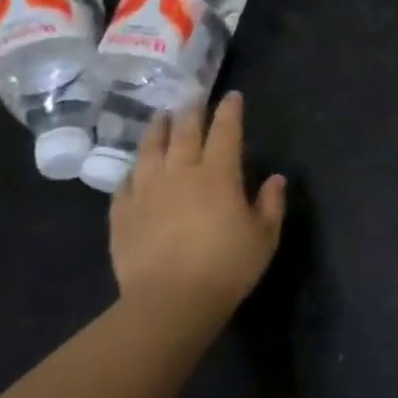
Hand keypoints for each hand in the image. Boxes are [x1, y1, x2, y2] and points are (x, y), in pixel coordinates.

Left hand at [108, 92, 286, 330]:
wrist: (170, 301)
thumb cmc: (227, 267)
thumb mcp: (264, 237)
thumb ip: (271, 204)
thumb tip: (275, 178)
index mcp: (218, 174)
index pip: (225, 130)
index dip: (230, 111)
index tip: (232, 97)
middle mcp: (180, 172)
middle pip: (184, 131)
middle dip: (191, 111)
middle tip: (193, 100)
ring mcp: (146, 190)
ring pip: (150, 148)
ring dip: (158, 129)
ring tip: (161, 119)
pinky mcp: (122, 212)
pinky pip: (125, 181)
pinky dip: (134, 170)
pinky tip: (136, 170)